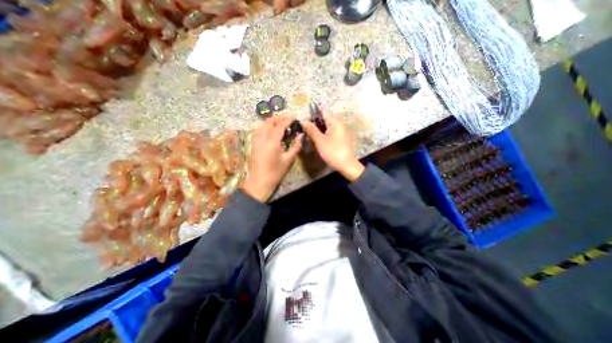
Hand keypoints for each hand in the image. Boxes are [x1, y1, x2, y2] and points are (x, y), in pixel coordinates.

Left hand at [241, 116, 303, 201]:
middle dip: (279, 118)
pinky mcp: (253, 144)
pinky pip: (259, 130)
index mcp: (272, 142)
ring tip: (281, 124)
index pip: (280, 125)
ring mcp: (255, 141)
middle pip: (269, 122)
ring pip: (262, 125)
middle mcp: (262, 138)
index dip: (288, 119)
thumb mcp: (288, 160)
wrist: (259, 183)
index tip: (295, 117)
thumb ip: (296, 146)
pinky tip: (271, 131)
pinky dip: (266, 127)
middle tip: (288, 119)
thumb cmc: (275, 173)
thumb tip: (300, 135)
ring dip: (272, 121)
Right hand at [301, 109, 361, 180]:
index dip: (312, 115)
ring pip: (325, 127)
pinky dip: (322, 136)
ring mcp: (340, 132)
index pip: (322, 111)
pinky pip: (329, 133)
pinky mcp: (339, 139)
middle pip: (324, 119)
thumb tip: (303, 121)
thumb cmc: (333, 152)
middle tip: (305, 132)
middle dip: (313, 124)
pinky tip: (316, 142)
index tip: (304, 123)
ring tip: (309, 138)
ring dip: (317, 131)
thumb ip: (311, 130)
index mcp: (335, 122)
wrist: (347, 166)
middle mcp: (339, 124)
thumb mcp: (320, 141)